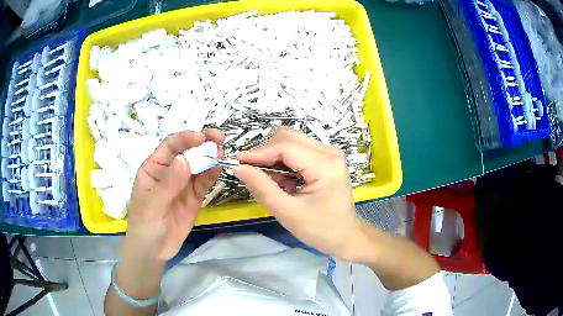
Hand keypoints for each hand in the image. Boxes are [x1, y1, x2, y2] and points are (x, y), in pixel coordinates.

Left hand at [126, 130, 222, 260]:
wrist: (153, 252)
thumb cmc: (145, 225)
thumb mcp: (153, 204)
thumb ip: (168, 183)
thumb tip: (185, 160)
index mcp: (154, 168)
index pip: (170, 146)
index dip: (185, 139)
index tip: (202, 137)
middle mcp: (169, 172)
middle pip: (187, 152)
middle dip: (202, 144)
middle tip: (219, 139)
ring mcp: (182, 185)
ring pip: (198, 166)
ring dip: (210, 158)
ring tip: (222, 154)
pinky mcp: (193, 198)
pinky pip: (203, 183)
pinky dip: (212, 175)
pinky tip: (219, 170)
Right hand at [233, 127, 364, 260]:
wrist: (345, 235)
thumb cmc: (320, 229)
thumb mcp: (288, 213)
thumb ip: (262, 188)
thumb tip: (239, 168)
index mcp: (325, 166)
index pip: (285, 147)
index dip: (259, 153)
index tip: (238, 162)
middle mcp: (330, 152)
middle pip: (288, 137)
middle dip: (266, 153)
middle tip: (254, 174)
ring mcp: (329, 153)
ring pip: (291, 141)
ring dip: (274, 157)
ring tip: (271, 182)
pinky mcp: (325, 157)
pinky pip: (297, 149)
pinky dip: (284, 161)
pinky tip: (283, 182)